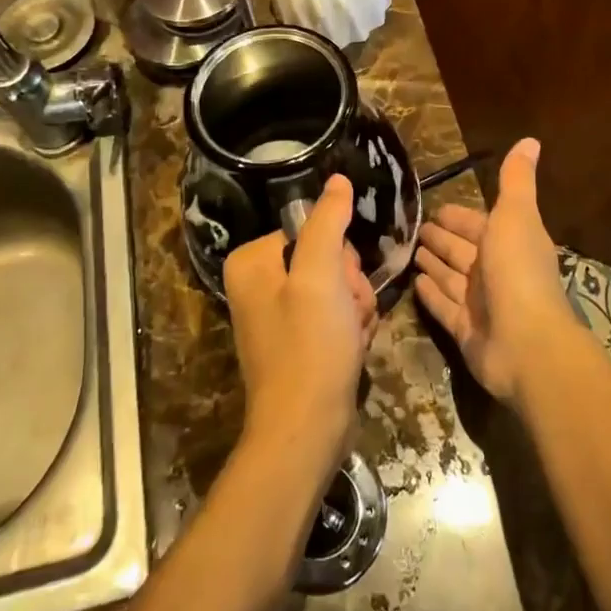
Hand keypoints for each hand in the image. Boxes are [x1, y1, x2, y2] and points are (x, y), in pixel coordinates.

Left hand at [223, 175, 377, 470]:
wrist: (307, 431)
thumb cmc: (310, 348)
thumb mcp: (320, 276)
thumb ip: (328, 222)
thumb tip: (337, 179)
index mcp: (253, 261)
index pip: (314, 230)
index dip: (338, 256)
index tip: (341, 286)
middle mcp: (261, 283)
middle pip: (329, 258)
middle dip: (350, 286)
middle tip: (347, 314)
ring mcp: (281, 313)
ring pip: (340, 287)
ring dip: (356, 309)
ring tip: (351, 336)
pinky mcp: (301, 339)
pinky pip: (338, 314)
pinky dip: (352, 329)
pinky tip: (352, 349)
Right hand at [413, 138, 574, 403]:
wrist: (526, 343)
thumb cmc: (518, 272)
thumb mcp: (516, 216)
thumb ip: (516, 180)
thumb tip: (530, 140)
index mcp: (508, 242)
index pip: (477, 223)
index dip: (458, 216)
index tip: (433, 208)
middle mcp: (494, 271)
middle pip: (461, 249)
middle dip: (440, 237)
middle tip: (411, 227)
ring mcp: (479, 303)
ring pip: (450, 276)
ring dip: (432, 262)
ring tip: (408, 250)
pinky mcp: (464, 330)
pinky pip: (442, 305)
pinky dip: (430, 293)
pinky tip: (413, 282)